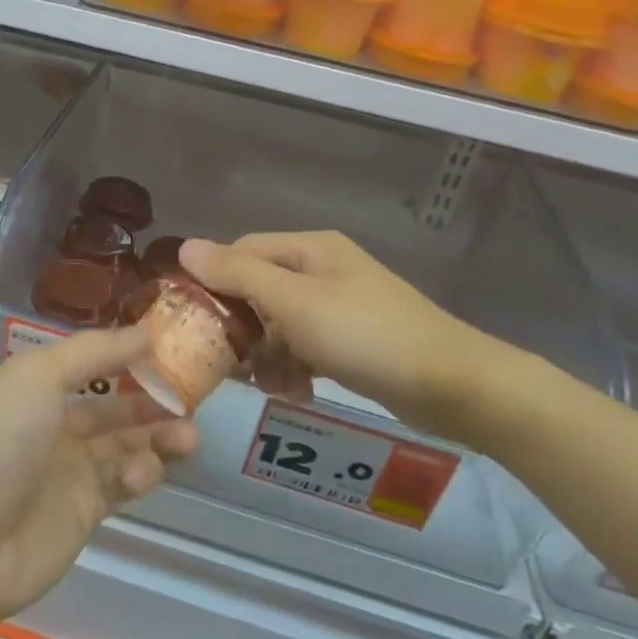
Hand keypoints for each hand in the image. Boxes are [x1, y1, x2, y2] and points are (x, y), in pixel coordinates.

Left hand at [0, 327, 197, 635]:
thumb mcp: (39, 375)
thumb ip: (95, 351)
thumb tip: (146, 330)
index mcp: (37, 387)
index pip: (92, 364)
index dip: (129, 356)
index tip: (171, 350)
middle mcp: (54, 425)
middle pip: (113, 407)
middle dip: (152, 400)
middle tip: (191, 398)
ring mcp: (68, 471)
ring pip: (125, 446)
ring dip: (158, 437)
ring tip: (188, 435)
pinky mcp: (83, 515)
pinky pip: (122, 485)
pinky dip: (140, 474)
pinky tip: (144, 473)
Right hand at [179, 231, 530, 444]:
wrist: (452, 384)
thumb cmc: (365, 334)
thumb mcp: (294, 302)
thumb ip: (238, 274)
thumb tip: (185, 246)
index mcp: (308, 249)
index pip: (241, 252)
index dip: (213, 282)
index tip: (192, 321)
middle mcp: (322, 269)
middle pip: (259, 290)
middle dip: (242, 327)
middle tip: (226, 364)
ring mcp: (339, 305)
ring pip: (280, 323)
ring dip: (267, 354)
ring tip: (268, 386)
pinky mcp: (353, 339)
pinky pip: (307, 346)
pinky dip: (295, 366)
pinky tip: (297, 392)